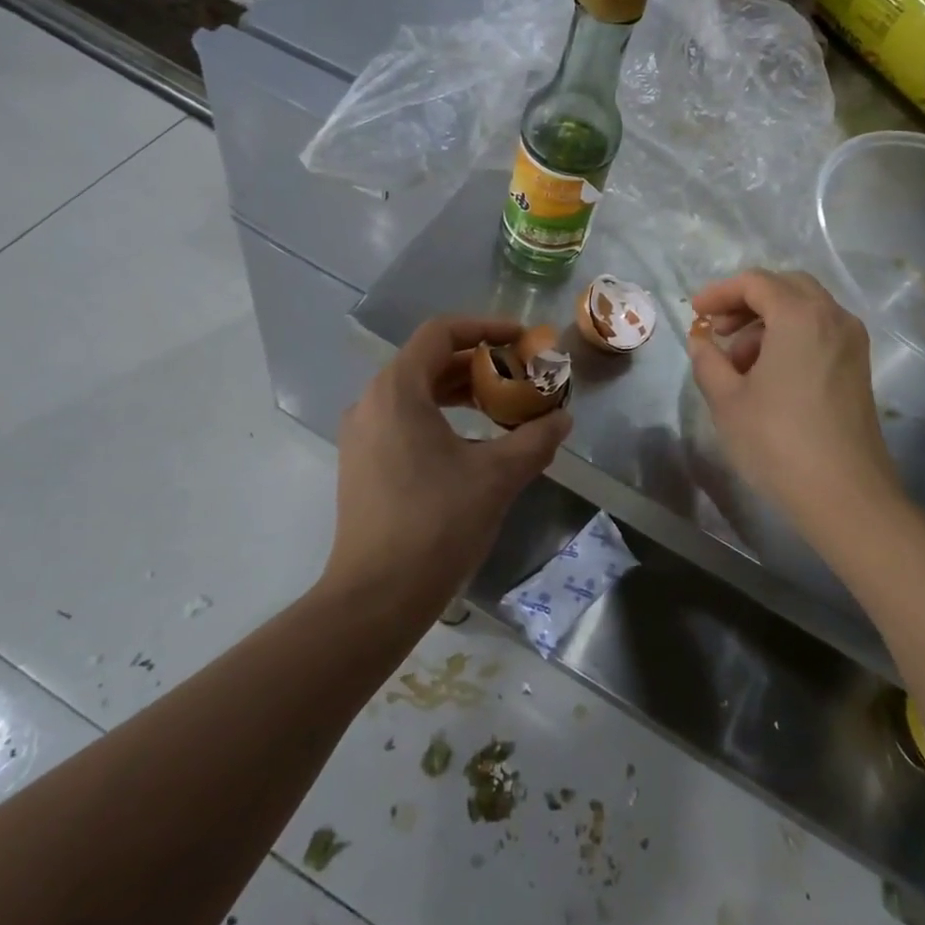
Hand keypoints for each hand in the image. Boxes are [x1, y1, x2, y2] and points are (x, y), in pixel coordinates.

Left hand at [327, 316, 570, 617]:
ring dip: (461, 391)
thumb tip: (562, 419)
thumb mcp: (497, 476)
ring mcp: (362, 434)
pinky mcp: (362, 463)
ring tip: (503, 406)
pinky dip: (441, 416)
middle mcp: (372, 402)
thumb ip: (535, 439)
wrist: (376, 597)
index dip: (486, 327)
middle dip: (478, 362)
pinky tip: (473, 443)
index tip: (523, 339)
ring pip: (416, 392)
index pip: (441, 332)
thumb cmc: (437, 524)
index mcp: (398, 390)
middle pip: (428, 361)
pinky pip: (404, 420)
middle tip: (520, 374)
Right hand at [688, 271, 899, 536]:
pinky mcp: (859, 366)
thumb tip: (701, 340)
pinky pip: (820, 331)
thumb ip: (708, 360)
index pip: (756, 282)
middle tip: (718, 329)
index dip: (720, 292)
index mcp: (800, 316)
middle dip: (747, 301)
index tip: (696, 313)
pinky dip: (791, 336)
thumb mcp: (727, 400)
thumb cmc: (778, 441)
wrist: (845, 495)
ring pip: (805, 308)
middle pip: (785, 287)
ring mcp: (852, 342)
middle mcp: (833, 317)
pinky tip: (768, 373)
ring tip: (738, 361)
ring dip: (768, 321)